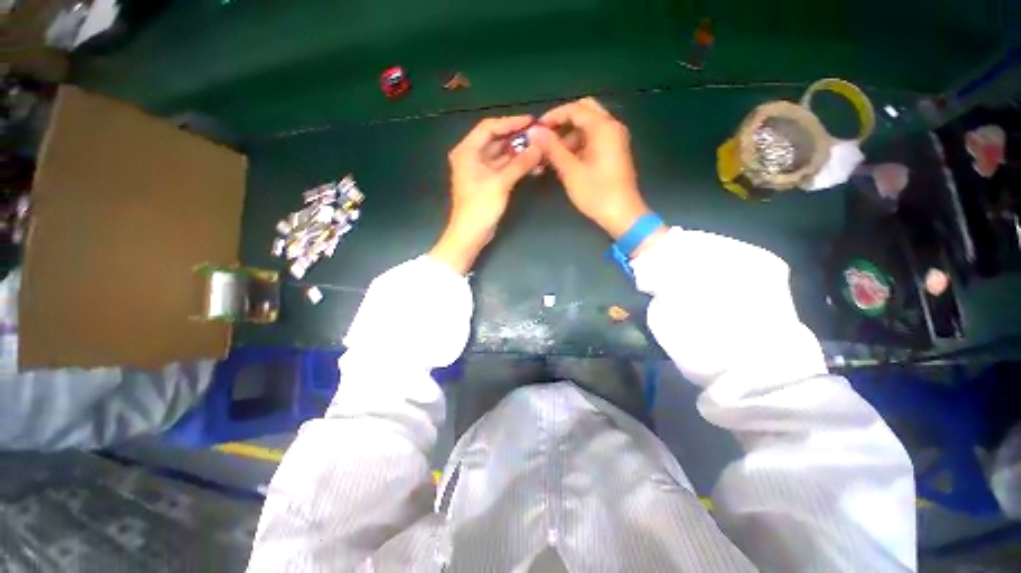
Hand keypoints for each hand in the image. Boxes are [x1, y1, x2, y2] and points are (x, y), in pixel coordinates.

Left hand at [429, 116, 542, 273]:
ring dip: (519, 153)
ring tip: (539, 150)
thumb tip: (540, 147)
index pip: (489, 127)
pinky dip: (516, 166)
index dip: (510, 123)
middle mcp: (471, 156)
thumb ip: (520, 164)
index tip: (531, 122)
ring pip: (502, 155)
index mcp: (467, 151)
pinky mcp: (487, 181)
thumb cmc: (480, 207)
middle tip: (538, 136)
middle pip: (496, 140)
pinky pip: (503, 167)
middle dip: (517, 138)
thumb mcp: (501, 183)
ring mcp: (480, 170)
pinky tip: (532, 165)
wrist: (471, 233)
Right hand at [531, 98, 654, 240]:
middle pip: (584, 112)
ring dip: (569, 136)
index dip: (554, 116)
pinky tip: (564, 161)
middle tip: (546, 138)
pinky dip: (578, 145)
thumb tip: (534, 131)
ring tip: (551, 155)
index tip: (536, 129)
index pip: (575, 109)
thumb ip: (552, 148)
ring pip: (588, 127)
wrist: (622, 215)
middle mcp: (611, 128)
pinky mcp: (613, 153)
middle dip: (563, 123)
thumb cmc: (597, 193)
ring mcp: (614, 140)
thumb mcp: (571, 171)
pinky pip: (593, 140)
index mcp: (604, 128)